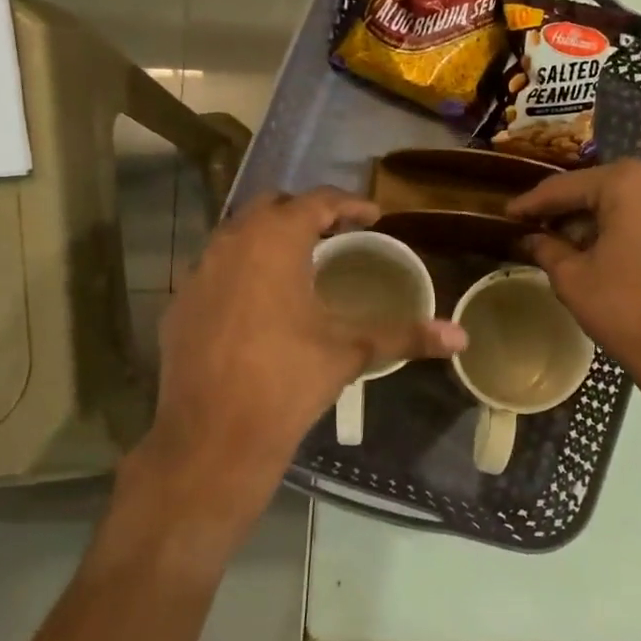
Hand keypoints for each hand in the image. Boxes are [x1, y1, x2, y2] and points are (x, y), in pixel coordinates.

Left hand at [116, 189, 465, 565]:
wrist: (212, 438)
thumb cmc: (287, 382)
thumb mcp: (350, 352)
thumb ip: (406, 335)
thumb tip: (462, 337)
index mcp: (274, 242)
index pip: (317, 201)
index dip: (349, 204)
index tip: (374, 216)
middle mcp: (230, 244)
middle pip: (271, 207)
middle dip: (306, 213)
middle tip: (337, 235)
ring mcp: (197, 273)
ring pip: (237, 236)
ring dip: (269, 240)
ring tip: (299, 265)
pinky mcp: (179, 304)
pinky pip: (214, 270)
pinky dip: (241, 272)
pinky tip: (258, 305)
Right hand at [508, 160, 640, 415]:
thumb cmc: (625, 309)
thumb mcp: (572, 278)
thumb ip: (546, 248)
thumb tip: (531, 238)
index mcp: (628, 182)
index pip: (566, 188)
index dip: (532, 203)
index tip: (507, 213)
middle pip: (599, 190)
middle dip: (566, 211)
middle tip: (533, 228)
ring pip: (626, 205)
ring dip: (595, 221)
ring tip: (565, 244)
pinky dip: (623, 231)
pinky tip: (603, 253)